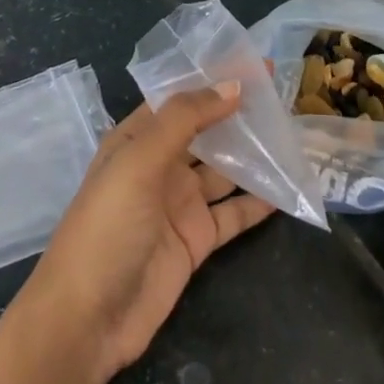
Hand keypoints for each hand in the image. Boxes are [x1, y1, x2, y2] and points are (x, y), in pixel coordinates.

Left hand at [23, 83, 274, 383]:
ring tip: (295, 135)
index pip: (180, 99)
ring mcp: (179, 204)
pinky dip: (259, 201)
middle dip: (240, 115)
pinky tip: (288, 186)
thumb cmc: (106, 227)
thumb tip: (233, 86)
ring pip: (225, 170)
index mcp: (135, 140)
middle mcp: (159, 166)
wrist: (88, 319)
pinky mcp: (197, 240)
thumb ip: (185, 120)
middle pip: (206, 132)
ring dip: (254, 155)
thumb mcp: (138, 162)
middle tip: (286, 97)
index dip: (215, 80)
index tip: (258, 65)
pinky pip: (234, 213)